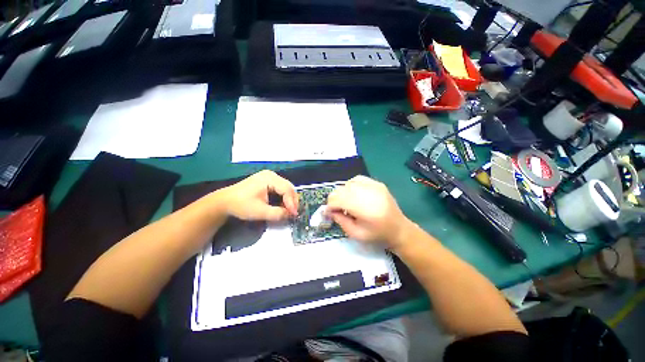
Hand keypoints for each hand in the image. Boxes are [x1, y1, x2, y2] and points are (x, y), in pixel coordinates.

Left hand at [217, 170, 298, 220]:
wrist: (225, 201)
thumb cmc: (241, 205)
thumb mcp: (260, 212)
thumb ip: (278, 214)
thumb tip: (291, 215)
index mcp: (269, 178)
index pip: (286, 189)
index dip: (292, 202)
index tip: (294, 214)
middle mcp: (271, 175)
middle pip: (288, 187)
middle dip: (292, 201)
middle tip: (293, 213)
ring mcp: (269, 177)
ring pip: (286, 188)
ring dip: (289, 200)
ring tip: (288, 210)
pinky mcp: (268, 181)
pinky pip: (281, 189)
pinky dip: (283, 198)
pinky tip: (282, 205)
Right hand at [326, 176, 410, 248]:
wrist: (399, 229)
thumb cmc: (377, 235)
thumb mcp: (356, 234)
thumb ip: (340, 220)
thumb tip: (329, 210)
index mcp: (365, 209)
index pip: (338, 199)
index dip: (330, 206)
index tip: (328, 213)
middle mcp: (369, 193)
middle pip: (341, 190)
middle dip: (335, 199)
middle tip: (337, 209)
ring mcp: (374, 186)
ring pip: (347, 183)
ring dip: (342, 193)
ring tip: (347, 203)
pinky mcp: (377, 183)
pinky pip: (357, 179)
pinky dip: (351, 186)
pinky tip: (354, 195)